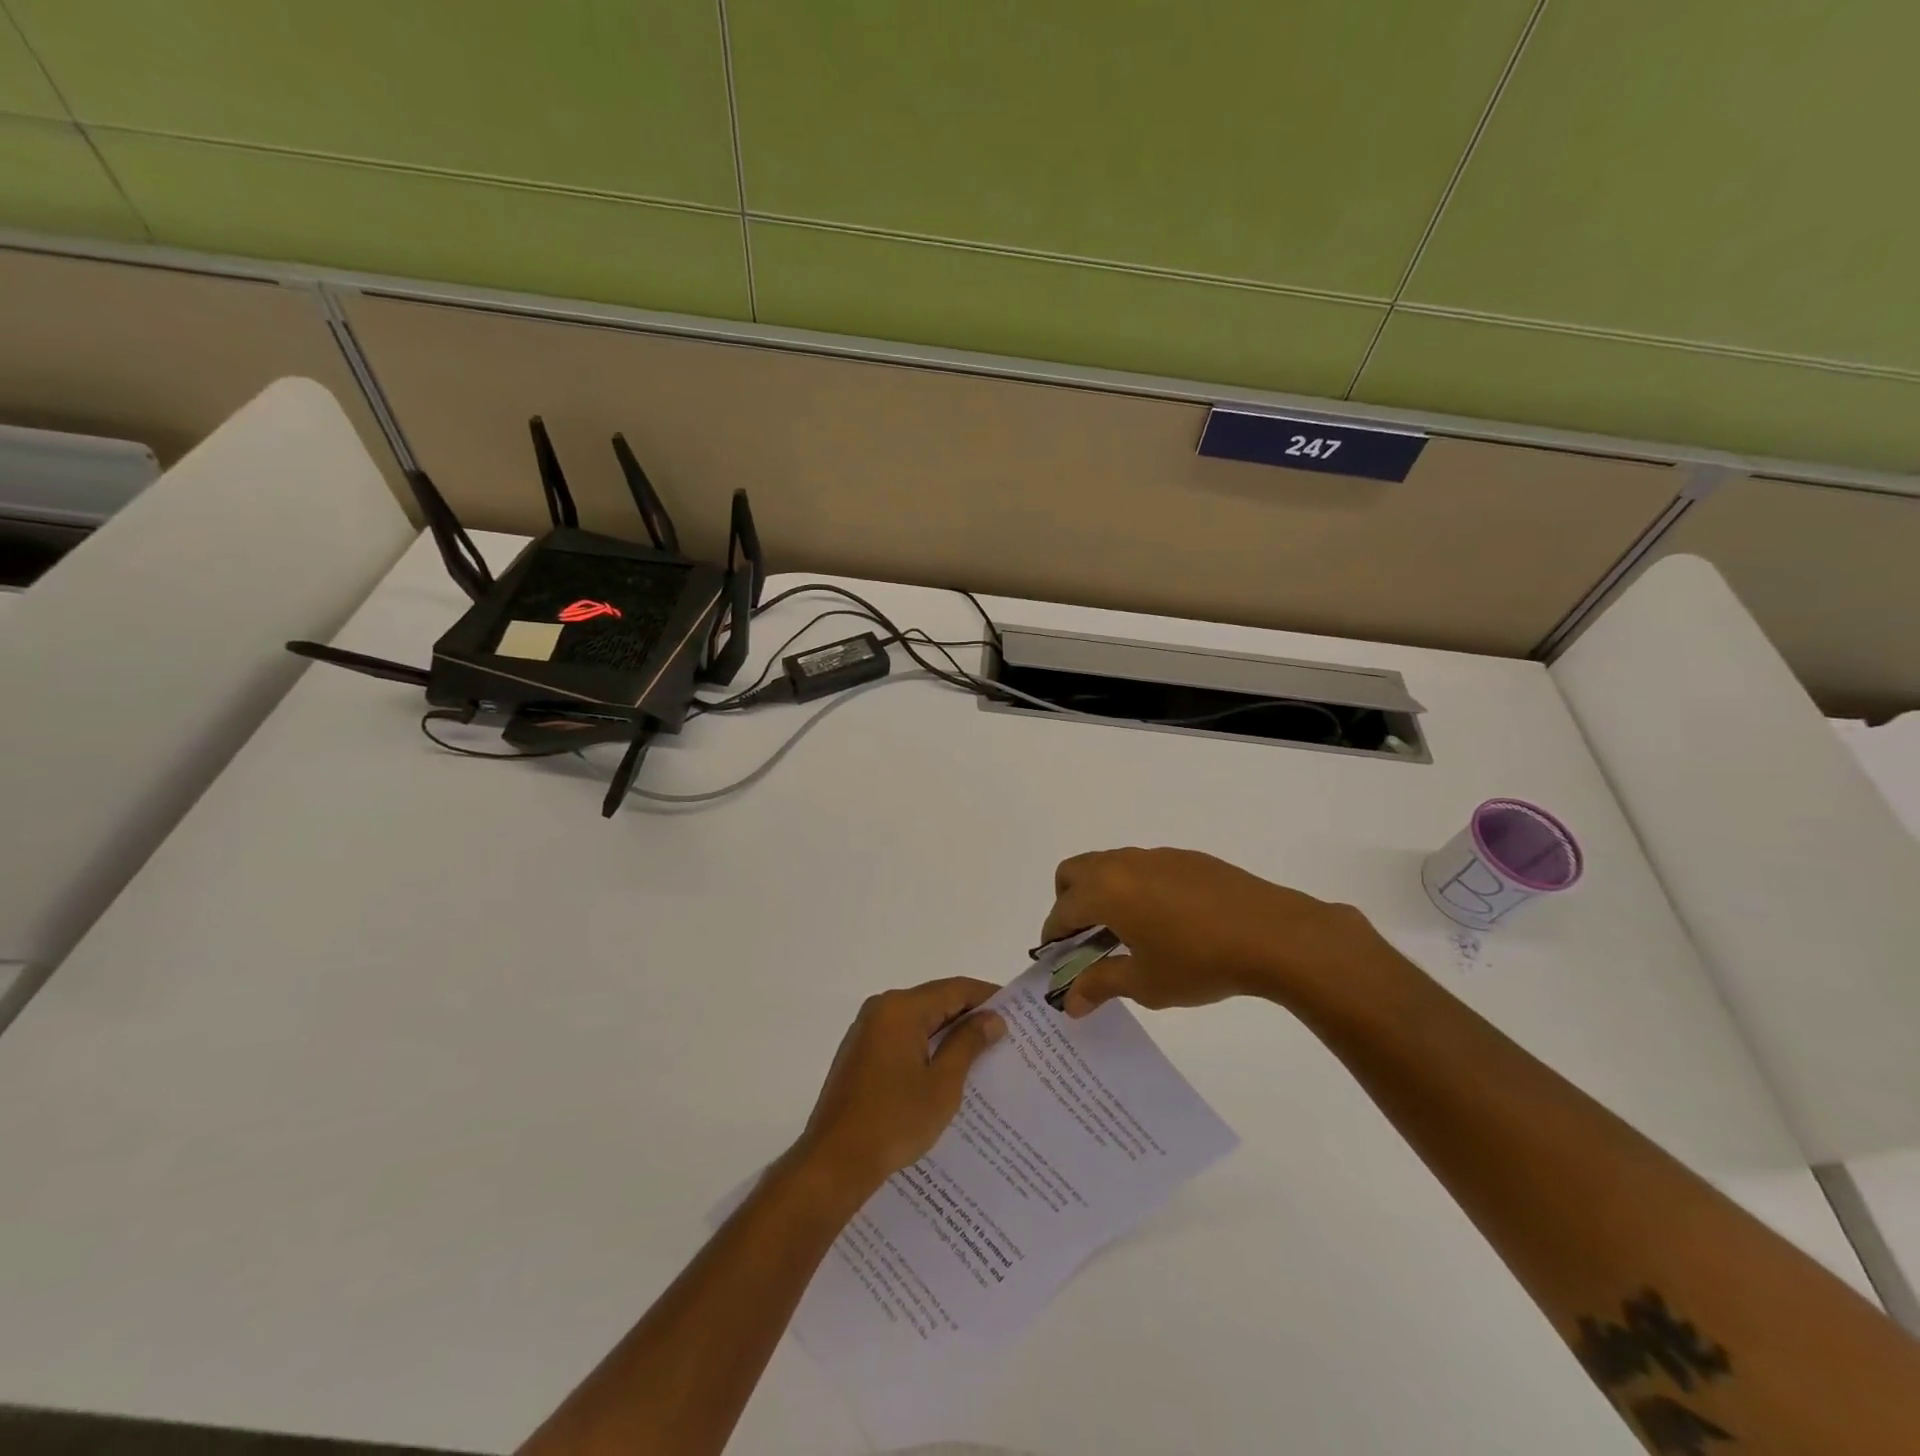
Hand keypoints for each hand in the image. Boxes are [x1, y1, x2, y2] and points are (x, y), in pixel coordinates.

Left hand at [790, 977, 1005, 1199]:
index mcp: (901, 1009)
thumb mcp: (942, 1084)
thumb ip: (968, 1044)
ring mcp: (867, 1030)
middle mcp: (881, 1009)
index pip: (954, 989)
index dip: (987, 997)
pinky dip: (926, 1045)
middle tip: (1004, 1033)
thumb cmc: (894, 1121)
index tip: (1016, 1010)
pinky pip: (902, 1036)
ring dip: (947, 1032)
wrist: (834, 1162)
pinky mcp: (860, 1053)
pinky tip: (946, 1068)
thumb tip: (992, 1018)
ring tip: (982, 1052)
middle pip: (935, 1000)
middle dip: (969, 1015)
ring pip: (918, 1019)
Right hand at [1040, 847, 1391, 1017]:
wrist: (1274, 934)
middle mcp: (1123, 864)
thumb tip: (1069, 1002)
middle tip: (1086, 939)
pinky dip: (1135, 888)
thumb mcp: (1146, 983)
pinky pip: (1143, 867)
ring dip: (1102, 893)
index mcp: (1106, 891)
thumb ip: (1101, 985)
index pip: (1062, 910)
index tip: (1058, 960)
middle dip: (1068, 903)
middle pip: (1074, 872)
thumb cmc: (1200, 962)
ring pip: (1109, 865)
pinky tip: (1165, 921)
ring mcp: (1156, 856)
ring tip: (1126, 933)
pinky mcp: (1186, 858)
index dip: (1053, 936)